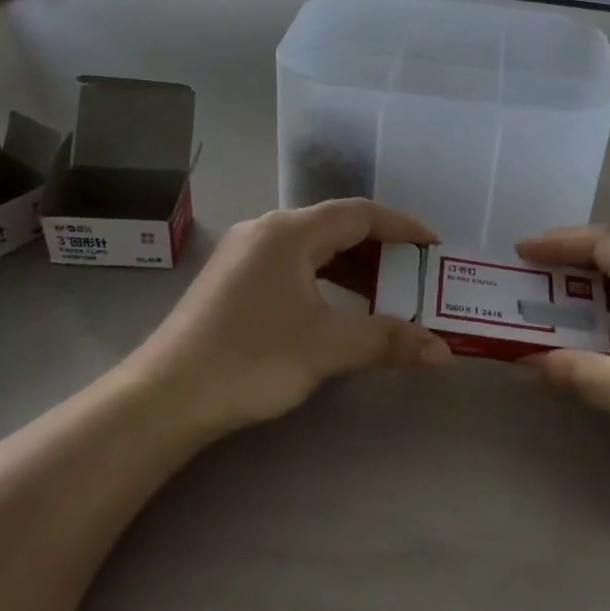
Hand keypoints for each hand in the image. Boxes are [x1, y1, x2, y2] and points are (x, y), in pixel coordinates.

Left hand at [125, 199, 450, 437]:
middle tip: (414, 276)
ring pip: (312, 249)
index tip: (435, 247)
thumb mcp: (328, 347)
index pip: (360, 214)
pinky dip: (324, 280)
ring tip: (384, 295)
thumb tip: (444, 352)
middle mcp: (266, 230)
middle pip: (336, 227)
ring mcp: (244, 254)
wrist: (166, 396)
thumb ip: (388, 340)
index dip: (403, 227)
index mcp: (290, 232)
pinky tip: (336, 308)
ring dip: (352, 268)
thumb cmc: (252, 359)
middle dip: (380, 251)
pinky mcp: (232, 280)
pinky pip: (292, 266)